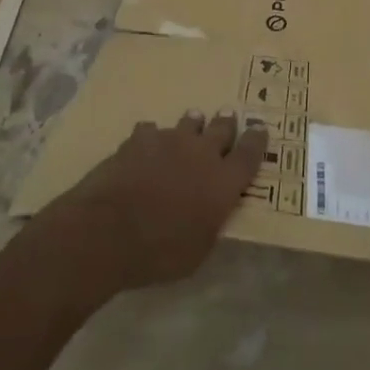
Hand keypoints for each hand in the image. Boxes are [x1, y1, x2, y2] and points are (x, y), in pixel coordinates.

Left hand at [39, 112, 267, 299]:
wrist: (108, 230)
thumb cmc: (159, 252)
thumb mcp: (198, 250)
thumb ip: (211, 221)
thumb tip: (213, 209)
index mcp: (223, 181)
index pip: (250, 153)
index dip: (257, 140)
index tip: (260, 129)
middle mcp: (202, 152)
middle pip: (222, 128)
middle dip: (226, 124)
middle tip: (228, 118)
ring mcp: (170, 140)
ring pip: (189, 123)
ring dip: (193, 125)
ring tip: (194, 122)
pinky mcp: (140, 138)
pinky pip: (151, 131)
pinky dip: (152, 138)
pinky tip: (146, 144)